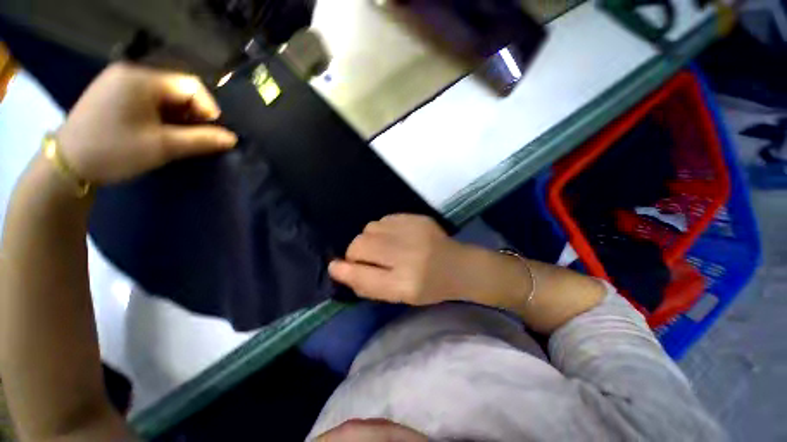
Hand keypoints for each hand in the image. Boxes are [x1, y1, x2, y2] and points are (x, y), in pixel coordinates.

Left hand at [55, 63, 236, 183]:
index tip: (213, 133)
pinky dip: (161, 115)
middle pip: (177, 89)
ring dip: (178, 117)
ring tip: (180, 138)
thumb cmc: (114, 151)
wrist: (65, 165)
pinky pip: (148, 99)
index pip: (190, 85)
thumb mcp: (162, 147)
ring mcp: (118, 82)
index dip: (209, 109)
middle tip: (197, 138)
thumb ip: (201, 140)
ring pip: (163, 96)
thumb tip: (232, 139)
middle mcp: (130, 73)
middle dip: (193, 114)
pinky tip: (160, 131)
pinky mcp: (112, 94)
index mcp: (141, 79)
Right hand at [328, 214, 474, 305]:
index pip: (363, 276)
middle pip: (360, 245)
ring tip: (383, 247)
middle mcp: (408, 255)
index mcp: (405, 284)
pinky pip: (383, 219)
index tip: (334, 267)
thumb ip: (369, 285)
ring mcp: (413, 232)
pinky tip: (395, 237)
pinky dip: (382, 229)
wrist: (458, 265)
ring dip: (369, 239)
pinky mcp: (417, 218)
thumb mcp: (400, 297)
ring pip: (369, 229)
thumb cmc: (429, 287)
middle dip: (355, 253)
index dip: (344, 271)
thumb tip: (341, 270)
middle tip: (365, 258)